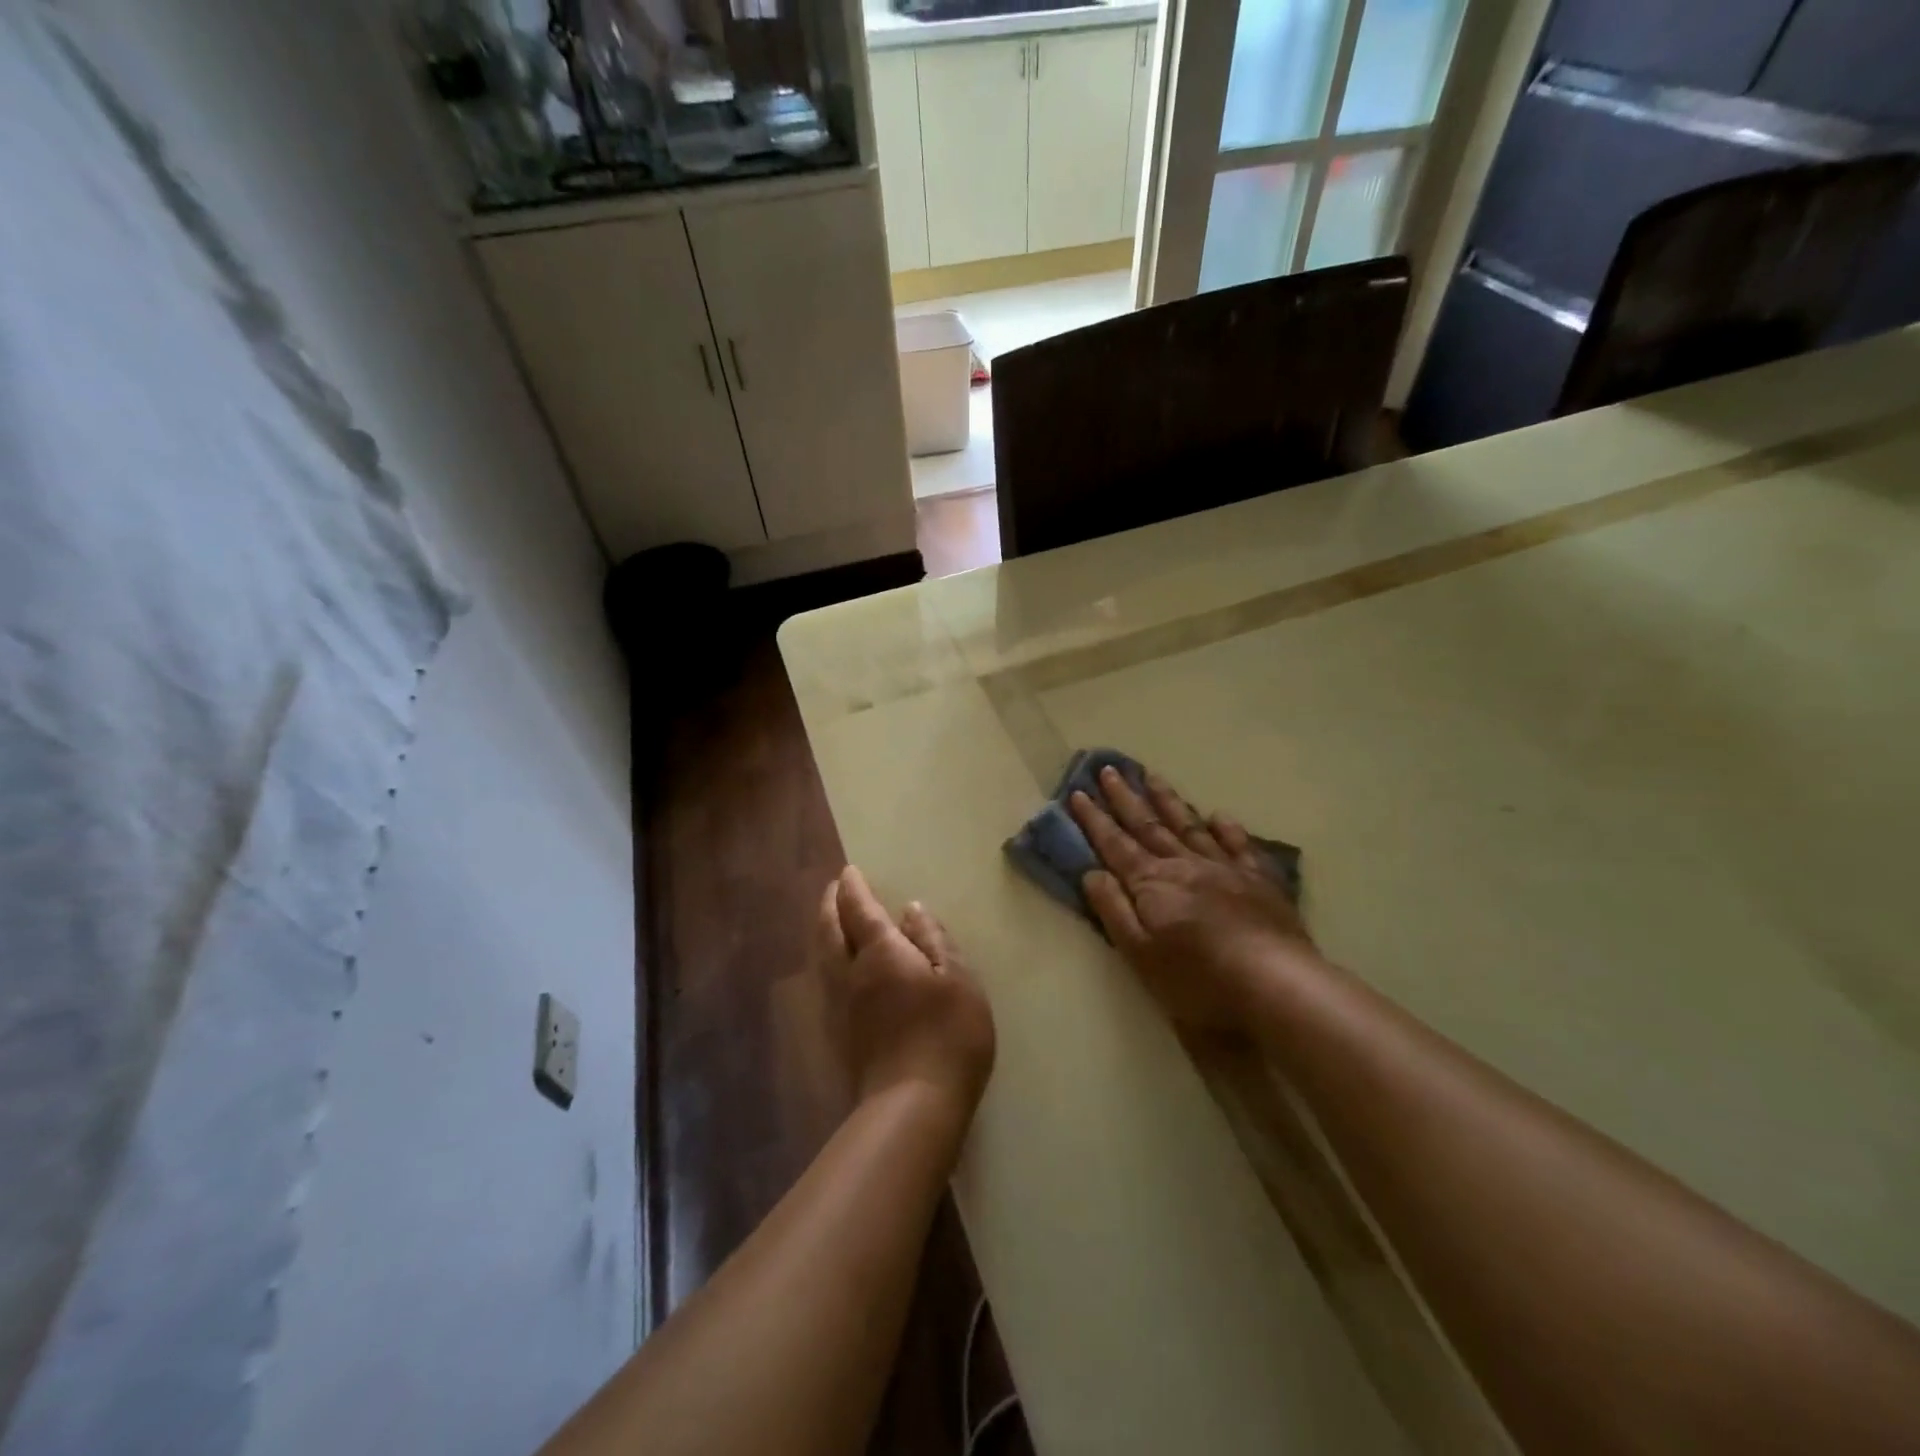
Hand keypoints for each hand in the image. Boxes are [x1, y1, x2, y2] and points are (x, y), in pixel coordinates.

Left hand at [816, 865, 996, 1116]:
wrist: (913, 1106)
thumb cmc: (947, 1034)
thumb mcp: (958, 979)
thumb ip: (934, 940)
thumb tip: (911, 909)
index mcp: (881, 953)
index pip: (859, 909)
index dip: (853, 888)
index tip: (849, 871)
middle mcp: (851, 973)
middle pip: (830, 930)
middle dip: (830, 904)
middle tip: (834, 888)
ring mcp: (841, 1006)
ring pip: (822, 956)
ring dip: (824, 929)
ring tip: (832, 918)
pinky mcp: (840, 1033)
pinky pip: (826, 980)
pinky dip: (828, 958)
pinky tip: (839, 966)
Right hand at [1069, 766, 1319, 1032]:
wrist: (1276, 984)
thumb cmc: (1199, 979)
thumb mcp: (1140, 954)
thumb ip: (1114, 910)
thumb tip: (1092, 872)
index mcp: (1152, 883)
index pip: (1115, 844)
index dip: (1094, 819)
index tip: (1078, 792)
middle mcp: (1184, 865)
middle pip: (1148, 826)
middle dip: (1125, 798)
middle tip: (1108, 769)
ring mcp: (1224, 869)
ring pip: (1188, 826)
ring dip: (1167, 801)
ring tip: (1152, 776)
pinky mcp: (1258, 881)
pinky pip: (1238, 845)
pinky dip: (1226, 829)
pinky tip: (1219, 815)